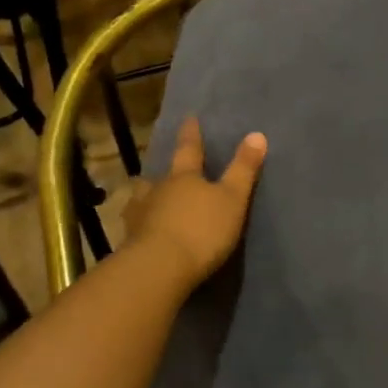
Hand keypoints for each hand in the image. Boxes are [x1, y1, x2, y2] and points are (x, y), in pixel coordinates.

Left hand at [121, 117, 266, 286]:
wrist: (159, 269)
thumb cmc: (201, 229)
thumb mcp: (233, 198)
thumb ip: (244, 169)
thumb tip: (257, 134)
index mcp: (184, 177)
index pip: (189, 149)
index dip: (191, 134)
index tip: (189, 118)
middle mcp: (157, 191)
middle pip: (156, 177)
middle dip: (160, 174)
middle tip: (160, 173)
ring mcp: (139, 218)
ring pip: (140, 201)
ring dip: (144, 200)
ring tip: (148, 203)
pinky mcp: (130, 245)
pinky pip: (134, 229)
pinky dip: (140, 228)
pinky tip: (142, 234)